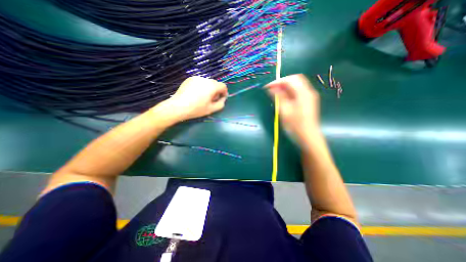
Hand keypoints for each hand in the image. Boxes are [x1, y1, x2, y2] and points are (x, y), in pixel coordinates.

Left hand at [158, 75, 227, 121]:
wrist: (178, 106)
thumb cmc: (196, 109)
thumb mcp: (212, 109)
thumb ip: (221, 103)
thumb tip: (223, 98)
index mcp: (212, 86)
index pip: (223, 86)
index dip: (224, 92)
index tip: (221, 99)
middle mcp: (205, 79)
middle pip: (215, 83)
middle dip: (216, 91)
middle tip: (212, 99)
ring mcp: (196, 78)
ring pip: (207, 82)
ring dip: (209, 88)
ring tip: (203, 97)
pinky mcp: (190, 79)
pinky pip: (200, 81)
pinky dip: (201, 86)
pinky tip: (196, 94)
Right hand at [266, 75, 320, 140]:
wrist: (308, 137)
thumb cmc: (295, 126)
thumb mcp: (284, 111)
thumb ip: (278, 97)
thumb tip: (271, 88)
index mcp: (303, 93)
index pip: (290, 79)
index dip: (278, 81)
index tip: (267, 87)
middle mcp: (308, 92)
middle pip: (295, 79)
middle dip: (282, 82)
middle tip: (272, 89)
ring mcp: (309, 96)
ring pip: (297, 85)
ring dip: (285, 87)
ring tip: (275, 93)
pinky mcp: (308, 101)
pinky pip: (298, 91)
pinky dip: (289, 92)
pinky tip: (283, 98)